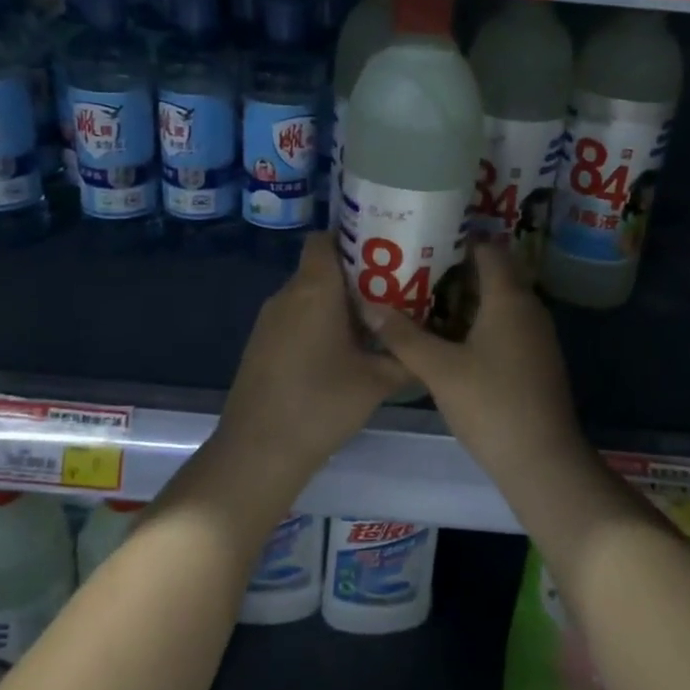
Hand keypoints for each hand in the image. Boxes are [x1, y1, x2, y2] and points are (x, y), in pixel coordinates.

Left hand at [216, 232, 410, 477]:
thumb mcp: (378, 381)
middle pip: (321, 267)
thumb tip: (431, 346)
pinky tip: (342, 353)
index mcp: (314, 289)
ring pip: (308, 294)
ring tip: (374, 324)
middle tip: (393, 293)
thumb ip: (408, 357)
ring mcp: (269, 320)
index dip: (353, 239)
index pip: (325, 239)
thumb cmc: (322, 404)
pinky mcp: (261, 344)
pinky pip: (295, 317)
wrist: (259, 451)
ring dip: (337, 303)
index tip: (385, 255)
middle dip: (356, 276)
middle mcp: (287, 295)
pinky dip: (318, 323)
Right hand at [361, 243, 586, 481]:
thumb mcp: (439, 370)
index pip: (488, 249)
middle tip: (412, 273)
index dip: (457, 241)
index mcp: (509, 298)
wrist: (542, 460)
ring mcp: (536, 336)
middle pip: (493, 275)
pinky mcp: (535, 360)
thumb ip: (403, 337)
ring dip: (464, 300)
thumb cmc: (491, 405)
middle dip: (454, 271)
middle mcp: (529, 308)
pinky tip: (448, 341)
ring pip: (498, 303)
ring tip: (421, 303)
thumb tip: (369, 306)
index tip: (423, 242)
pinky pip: (505, 326)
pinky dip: (478, 324)